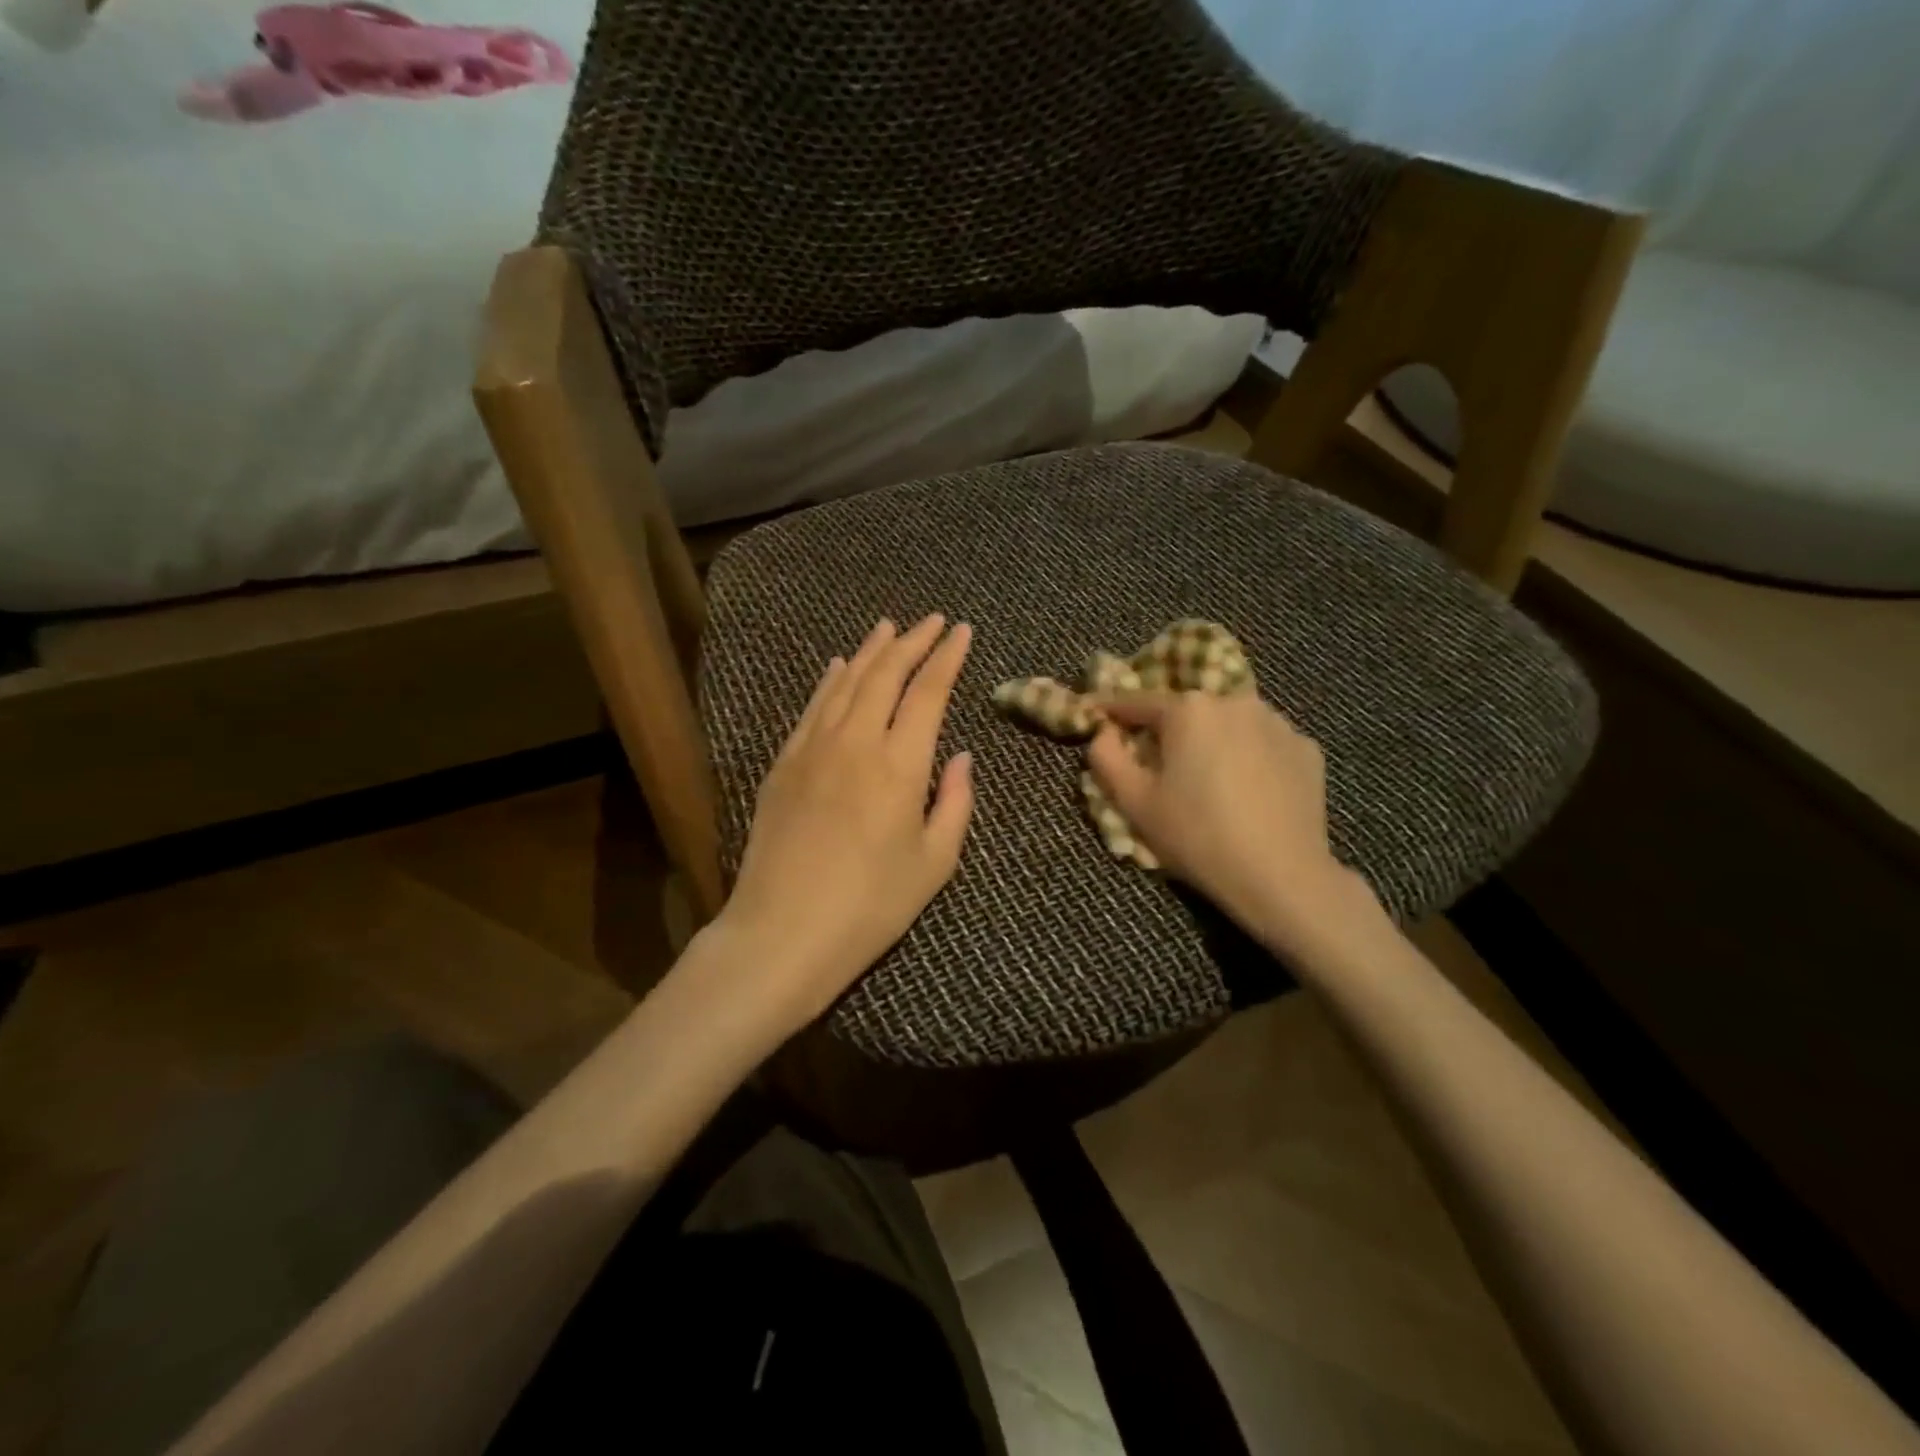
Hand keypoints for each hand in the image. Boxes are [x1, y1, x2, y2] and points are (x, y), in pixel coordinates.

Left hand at [719, 614, 974, 1027]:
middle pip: (886, 674)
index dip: (948, 657)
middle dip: (913, 641)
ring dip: (871, 651)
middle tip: (933, 620)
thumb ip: (955, 803)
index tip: (963, 631)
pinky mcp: (783, 764)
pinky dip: (830, 681)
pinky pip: (812, 708)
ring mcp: (813, 749)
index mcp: (901, 764)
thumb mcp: (934, 863)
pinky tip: (837, 666)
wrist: (783, 932)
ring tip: (888, 627)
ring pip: (846, 682)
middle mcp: (856, 741)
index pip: (928, 691)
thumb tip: (961, 757)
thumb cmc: (871, 906)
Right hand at [1086, 691, 1376, 961]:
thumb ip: (1106, 757)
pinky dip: (1249, 758)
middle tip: (1157, 765)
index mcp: (1188, 709)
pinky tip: (1247, 792)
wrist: (1281, 876)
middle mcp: (1234, 701)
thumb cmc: (1196, 835)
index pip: (1137, 703)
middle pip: (1187, 713)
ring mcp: (1277, 723)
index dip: (1112, 712)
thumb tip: (1103, 732)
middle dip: (1167, 732)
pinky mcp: (1306, 749)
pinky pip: (1263, 744)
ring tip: (1207, 780)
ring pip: (1228, 725)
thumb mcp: (1133, 801)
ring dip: (1211, 742)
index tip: (1096, 716)